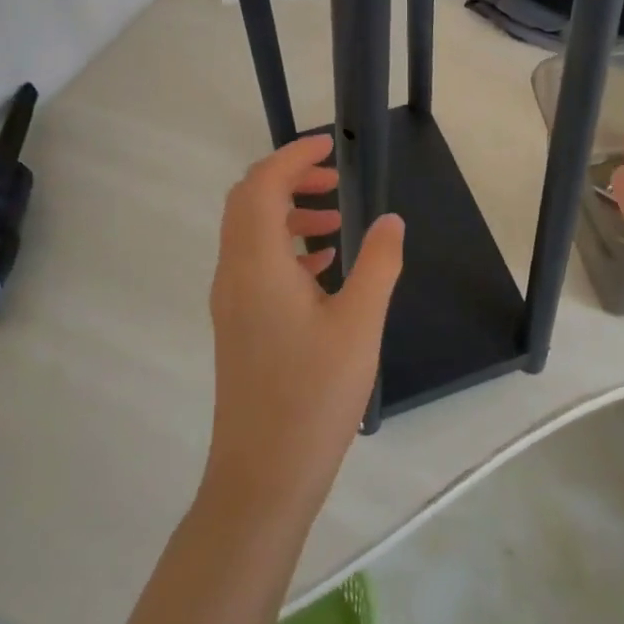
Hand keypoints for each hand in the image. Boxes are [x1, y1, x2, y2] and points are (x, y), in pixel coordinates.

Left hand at [201, 133, 404, 520]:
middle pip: (248, 200)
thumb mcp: (360, 324)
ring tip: (336, 222)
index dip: (293, 156)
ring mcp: (231, 301)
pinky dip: (285, 246)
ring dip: (287, 213)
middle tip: (333, 178)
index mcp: (257, 263)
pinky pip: (255, 263)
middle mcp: (234, 273)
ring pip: (250, 232)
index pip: (263, 184)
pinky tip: (324, 268)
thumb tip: (391, 218)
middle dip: (288, 178)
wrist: (262, 477)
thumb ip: (378, 263)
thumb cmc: (313, 397)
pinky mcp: (238, 324)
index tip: (330, 145)